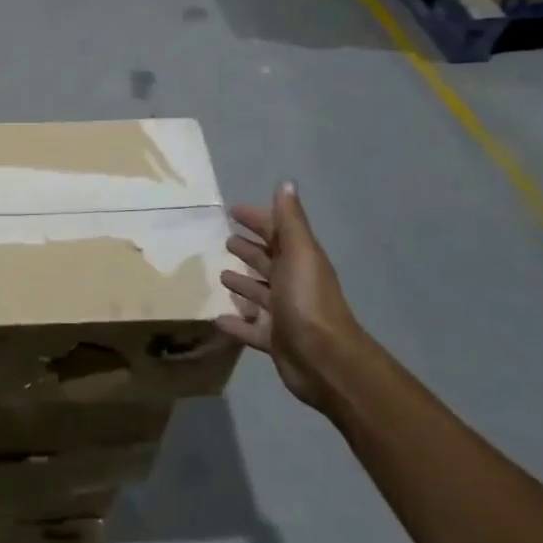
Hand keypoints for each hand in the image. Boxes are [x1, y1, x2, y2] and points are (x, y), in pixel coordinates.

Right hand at [216, 182, 364, 409]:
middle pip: (268, 260)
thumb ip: (290, 220)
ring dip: (243, 282)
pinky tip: (217, 319)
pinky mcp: (275, 340)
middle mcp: (293, 283)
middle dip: (249, 248)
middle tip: (225, 240)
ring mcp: (285, 313)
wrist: (325, 359)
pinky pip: (251, 329)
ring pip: (260, 293)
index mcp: (299, 260)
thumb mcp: (300, 253)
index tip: (232, 210)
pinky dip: (236, 323)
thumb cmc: (308, 300)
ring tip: (221, 275)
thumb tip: (286, 182)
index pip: (276, 232)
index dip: (257, 219)